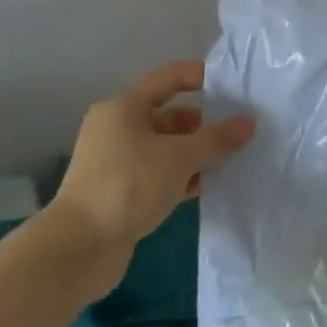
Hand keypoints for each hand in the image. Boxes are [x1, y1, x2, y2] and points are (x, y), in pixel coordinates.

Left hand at [46, 61, 254, 279]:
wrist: (78, 249)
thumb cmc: (128, 185)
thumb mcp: (180, 157)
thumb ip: (217, 138)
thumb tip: (249, 122)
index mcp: (124, 108)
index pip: (169, 78)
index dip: (201, 77)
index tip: (235, 88)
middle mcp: (118, 129)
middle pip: (171, 115)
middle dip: (205, 124)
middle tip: (240, 133)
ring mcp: (118, 162)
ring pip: (168, 148)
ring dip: (197, 154)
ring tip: (233, 160)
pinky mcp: (121, 192)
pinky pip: (161, 174)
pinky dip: (184, 177)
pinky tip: (210, 186)